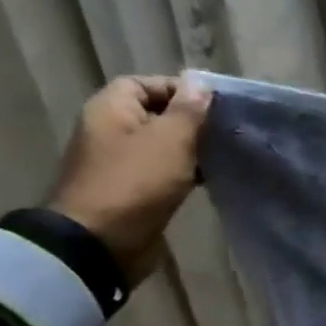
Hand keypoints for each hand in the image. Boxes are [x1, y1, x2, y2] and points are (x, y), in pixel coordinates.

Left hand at [49, 76, 211, 283]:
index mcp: (110, 110)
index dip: (178, 90)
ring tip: (224, 154)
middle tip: (225, 130)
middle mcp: (110, 131)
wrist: (100, 242)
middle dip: (191, 121)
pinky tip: (210, 178)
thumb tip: (200, 85)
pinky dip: (185, 171)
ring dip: (191, 148)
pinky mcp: (131, 190)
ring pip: (162, 145)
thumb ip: (188, 110)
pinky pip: (162, 171)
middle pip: (155, 114)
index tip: (214, 106)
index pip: (145, 84)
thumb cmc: (136, 182)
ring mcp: (119, 163)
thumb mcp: (170, 140)